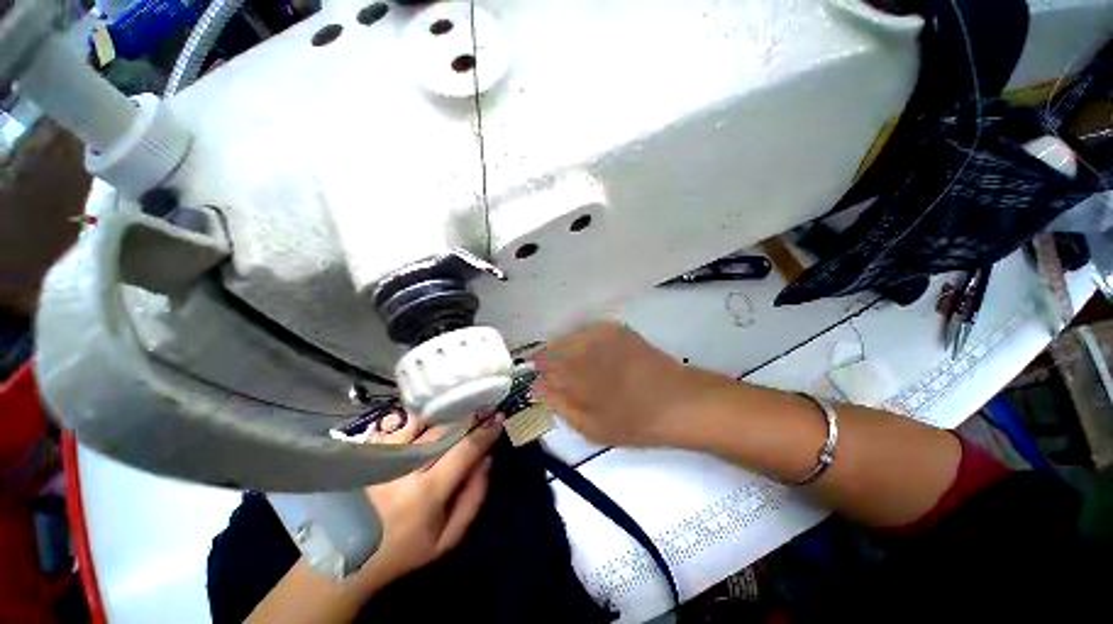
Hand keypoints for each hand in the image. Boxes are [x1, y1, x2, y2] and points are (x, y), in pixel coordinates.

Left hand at [359, 413, 501, 584]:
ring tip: (459, 410)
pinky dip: (419, 418)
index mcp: (427, 493)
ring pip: (422, 421)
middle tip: (485, 408)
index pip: (465, 451)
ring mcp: (382, 456)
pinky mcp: (367, 452)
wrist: (344, 556)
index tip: (499, 418)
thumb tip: (487, 459)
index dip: (485, 432)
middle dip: (469, 417)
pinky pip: (399, 424)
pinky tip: (429, 418)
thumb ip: (473, 498)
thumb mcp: (447, 539)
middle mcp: (405, 468)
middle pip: (445, 430)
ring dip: (445, 414)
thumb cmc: (403, 550)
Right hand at [534, 322, 698, 446]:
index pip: (545, 369)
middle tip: (547, 370)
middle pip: (554, 349)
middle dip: (546, 359)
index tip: (536, 379)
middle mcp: (586, 350)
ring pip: (569, 337)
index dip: (538, 373)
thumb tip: (539, 388)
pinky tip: (584, 348)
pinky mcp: (617, 330)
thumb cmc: (635, 421)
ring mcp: (602, 336)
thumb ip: (561, 406)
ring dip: (560, 347)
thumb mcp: (593, 427)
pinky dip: (580, 338)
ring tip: (564, 361)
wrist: (679, 401)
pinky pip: (588, 330)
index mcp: (577, 376)